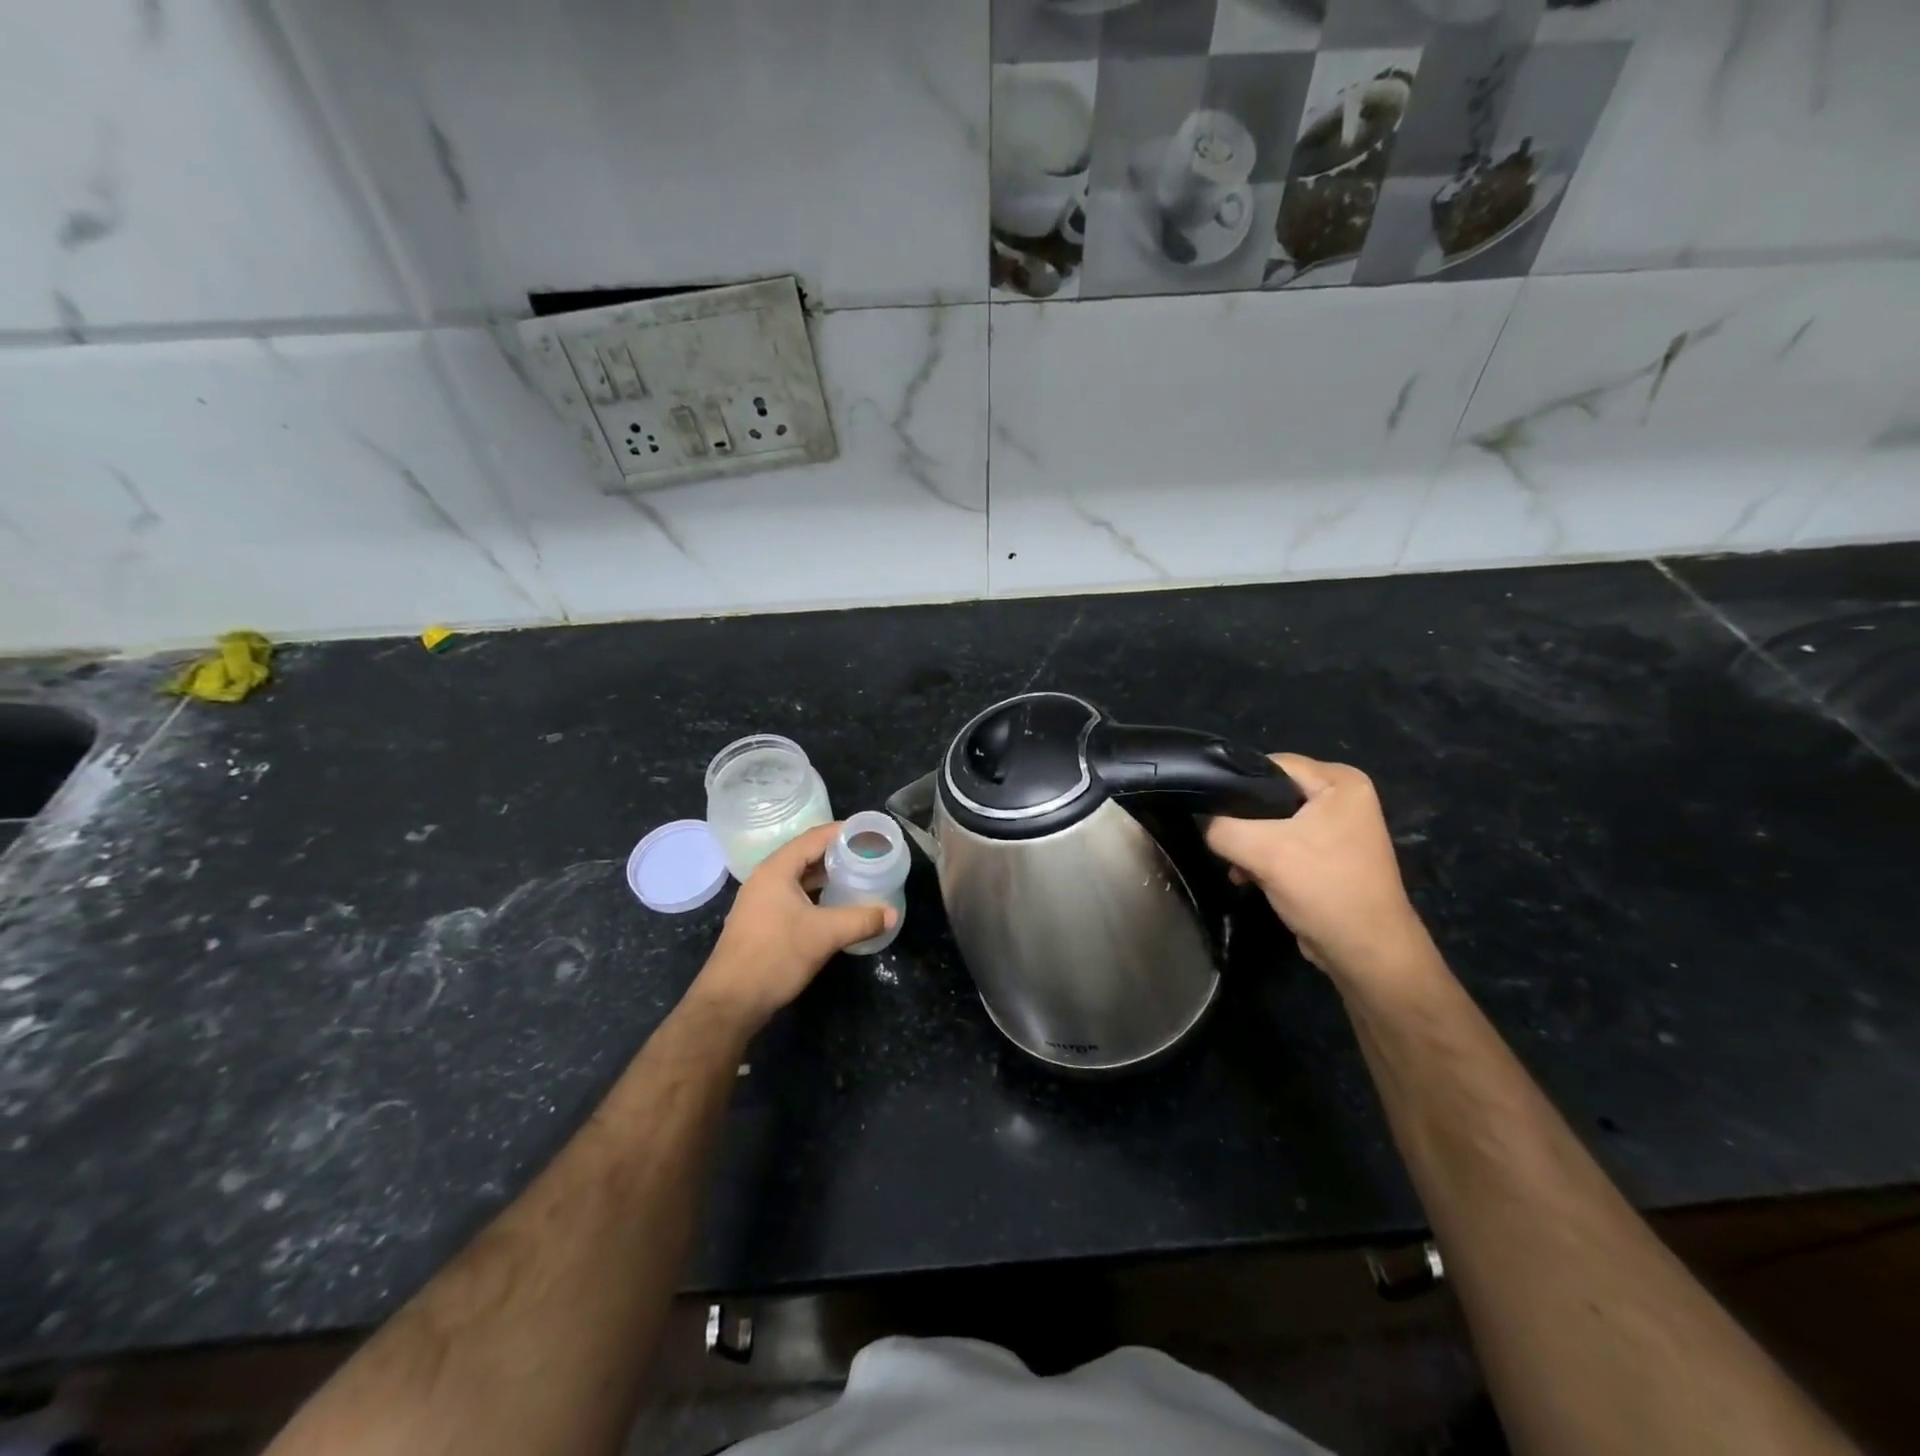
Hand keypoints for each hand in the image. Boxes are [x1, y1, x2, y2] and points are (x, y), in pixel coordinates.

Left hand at [688, 822, 894, 1031]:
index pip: (815, 837)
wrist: (731, 1002)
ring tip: (858, 877)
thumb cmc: (776, 956)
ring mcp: (761, 900)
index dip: (844, 832)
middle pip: (807, 855)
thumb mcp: (825, 935)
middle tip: (870, 856)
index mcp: (777, 869)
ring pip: (800, 877)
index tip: (871, 834)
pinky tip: (836, 905)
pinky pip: (794, 896)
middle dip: (838, 854)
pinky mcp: (762, 921)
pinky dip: (817, 895)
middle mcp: (766, 878)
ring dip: (827, 876)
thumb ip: (862, 920)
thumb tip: (892, 914)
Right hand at [1205, 754, 1435, 985]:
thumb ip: (1221, 828)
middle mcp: (1343, 798)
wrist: (1366, 953)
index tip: (1211, 809)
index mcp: (1340, 782)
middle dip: (1243, 821)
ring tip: (1237, 867)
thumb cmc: (1323, 888)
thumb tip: (1202, 821)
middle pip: (1271, 794)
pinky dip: (1264, 859)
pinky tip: (1249, 878)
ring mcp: (1338, 828)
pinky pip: (1284, 844)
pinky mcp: (1328, 856)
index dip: (1237, 784)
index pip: (1272, 765)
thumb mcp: (1262, 851)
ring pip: (1273, 822)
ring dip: (1251, 845)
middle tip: (1224, 843)